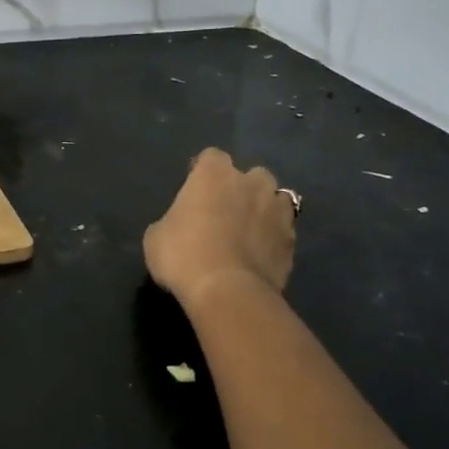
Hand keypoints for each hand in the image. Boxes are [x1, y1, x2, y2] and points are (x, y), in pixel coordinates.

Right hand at [143, 147, 297, 306]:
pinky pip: (282, 231)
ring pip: (275, 200)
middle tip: (224, 211)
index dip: (202, 172)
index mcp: (214, 175)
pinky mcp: (292, 241)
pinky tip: (259, 255)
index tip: (193, 190)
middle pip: (251, 175)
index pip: (211, 157)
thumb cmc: (183, 256)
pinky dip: (273, 238)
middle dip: (241, 188)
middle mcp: (251, 183)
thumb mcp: (156, 236)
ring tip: (248, 232)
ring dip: (263, 210)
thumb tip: (182, 225)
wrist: (227, 292)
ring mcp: (277, 211)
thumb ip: (173, 220)